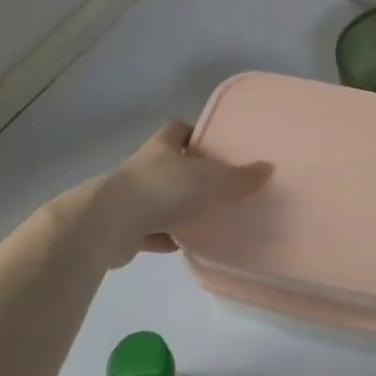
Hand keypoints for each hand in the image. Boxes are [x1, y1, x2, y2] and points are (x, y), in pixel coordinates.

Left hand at [101, 118, 271, 254]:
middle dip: (188, 173)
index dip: (192, 133)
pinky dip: (164, 237)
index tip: (210, 143)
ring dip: (175, 207)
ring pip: (158, 198)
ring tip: (204, 217)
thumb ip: (239, 177)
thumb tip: (269, 168)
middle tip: (216, 184)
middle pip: (168, 164)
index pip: (176, 129)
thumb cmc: (160, 189)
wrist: (106, 225)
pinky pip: (149, 230)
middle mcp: (143, 167)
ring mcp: (129, 198)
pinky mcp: (122, 229)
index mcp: (161, 147)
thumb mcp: (208, 180)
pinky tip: (182, 246)